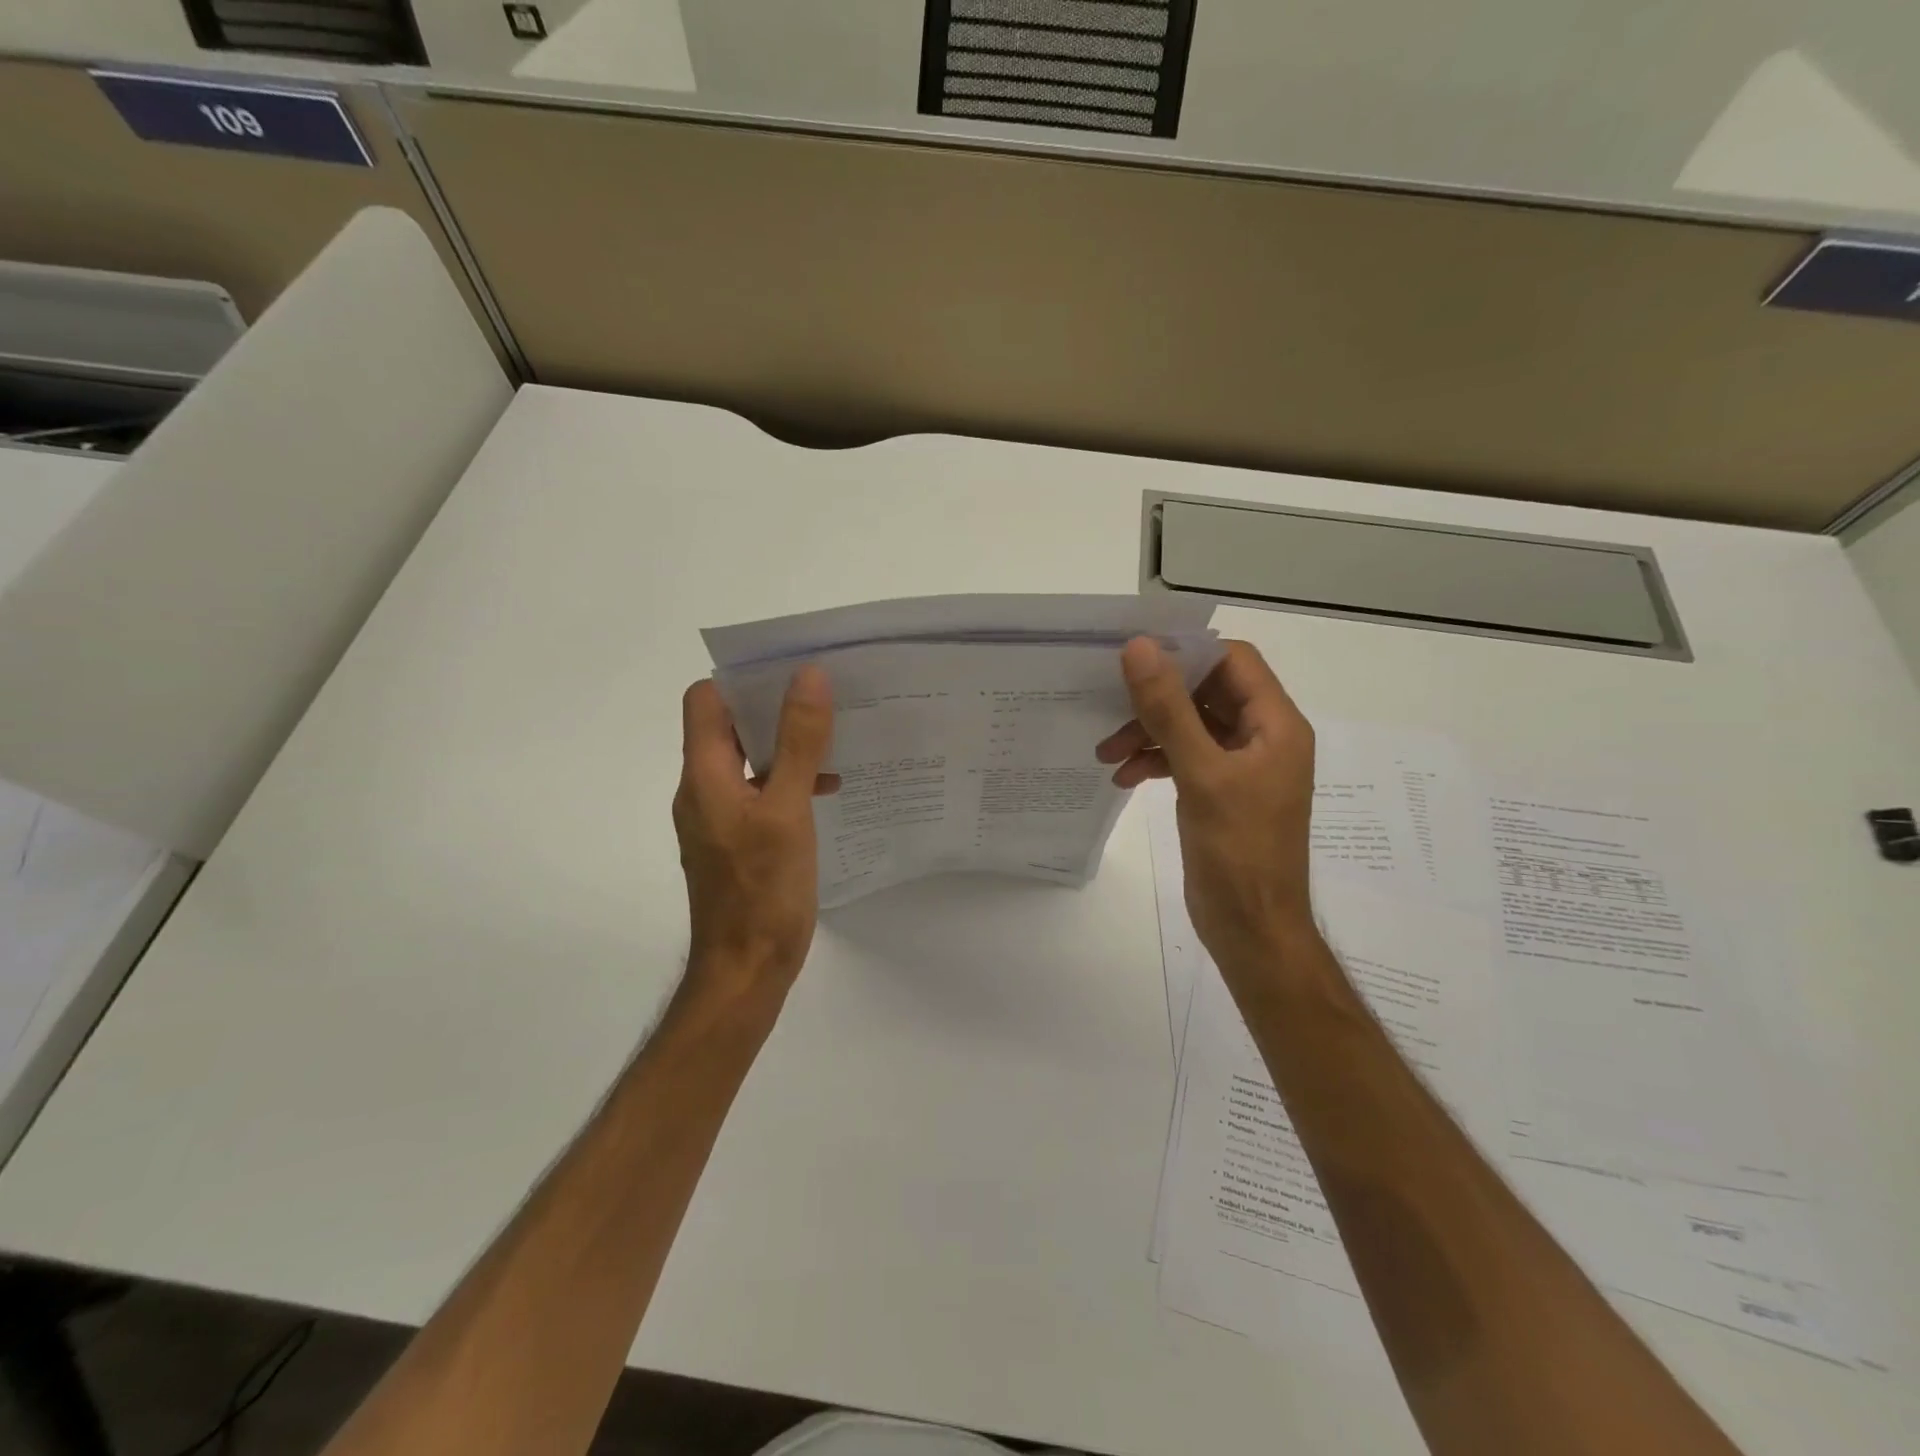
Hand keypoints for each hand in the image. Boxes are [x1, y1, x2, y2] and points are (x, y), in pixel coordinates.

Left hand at [674, 667, 836, 1007]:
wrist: (746, 970)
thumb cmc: (763, 890)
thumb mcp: (787, 809)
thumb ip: (799, 743)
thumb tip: (809, 677)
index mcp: (705, 774)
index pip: (705, 700)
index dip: (743, 680)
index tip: (791, 676)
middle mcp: (702, 789)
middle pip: (728, 727)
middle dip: (773, 708)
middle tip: (824, 701)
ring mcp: (718, 817)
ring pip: (748, 761)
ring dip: (785, 747)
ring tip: (834, 743)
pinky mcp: (736, 841)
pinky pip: (758, 793)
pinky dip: (786, 782)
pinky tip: (826, 793)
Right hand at [1096, 638, 1317, 975]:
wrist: (1251, 928)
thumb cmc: (1238, 851)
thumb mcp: (1201, 773)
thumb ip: (1169, 709)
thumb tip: (1139, 648)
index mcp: (1275, 725)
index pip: (1233, 660)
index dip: (1186, 653)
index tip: (1135, 658)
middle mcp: (1262, 738)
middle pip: (1206, 692)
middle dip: (1157, 699)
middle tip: (1111, 706)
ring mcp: (1240, 766)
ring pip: (1189, 725)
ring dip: (1149, 731)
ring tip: (1108, 752)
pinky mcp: (1218, 792)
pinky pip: (1184, 757)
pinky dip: (1154, 760)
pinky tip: (1124, 777)